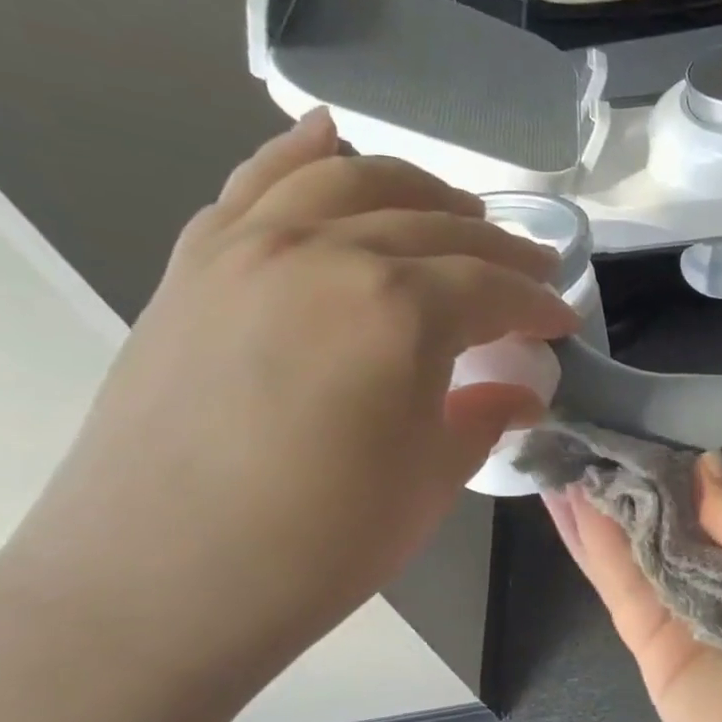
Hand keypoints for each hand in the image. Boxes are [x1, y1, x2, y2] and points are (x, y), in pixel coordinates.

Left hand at [0, 111, 578, 678]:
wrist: (157, 582)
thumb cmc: (321, 542)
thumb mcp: (432, 481)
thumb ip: (483, 416)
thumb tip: (521, 391)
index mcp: (398, 310)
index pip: (492, 287)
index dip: (538, 304)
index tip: (564, 322)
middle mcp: (326, 254)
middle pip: (433, 225)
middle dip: (497, 246)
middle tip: (531, 272)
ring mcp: (249, 250)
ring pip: (348, 180)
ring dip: (418, 189)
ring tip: (455, 213)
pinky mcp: (195, 266)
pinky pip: (255, 184)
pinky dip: (301, 154)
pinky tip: (331, 139)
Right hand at [551, 454, 721, 721]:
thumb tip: (702, 462)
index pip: (703, 503)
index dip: (664, 470)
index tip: (624, 431)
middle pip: (661, 527)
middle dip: (621, 484)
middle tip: (572, 435)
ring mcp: (685, 620)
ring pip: (632, 554)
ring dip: (596, 508)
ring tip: (555, 456)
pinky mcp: (654, 656)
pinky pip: (621, 592)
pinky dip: (593, 547)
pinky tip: (565, 504)